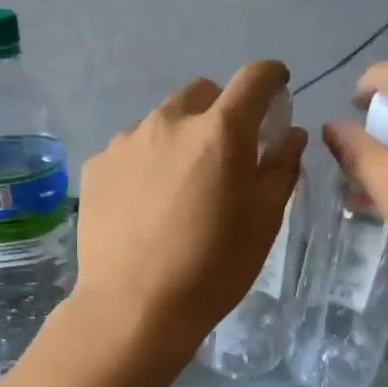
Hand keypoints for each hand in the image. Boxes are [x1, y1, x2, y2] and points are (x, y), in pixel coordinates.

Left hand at [73, 61, 305, 352]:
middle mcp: (170, 122)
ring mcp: (127, 141)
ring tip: (182, 185)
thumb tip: (290, 133)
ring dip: (182, 137)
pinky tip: (147, 204)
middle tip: (227, 152)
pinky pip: (132, 147)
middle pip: (203, 92)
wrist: (134, 309)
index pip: (253, 78)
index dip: (271, 77)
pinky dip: (148, 161)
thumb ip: (282, 166)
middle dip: (222, 110)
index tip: (278, 89)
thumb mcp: (264, 221)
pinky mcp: (98, 165)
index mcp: (220, 132)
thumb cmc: (213, 268)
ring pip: (164, 120)